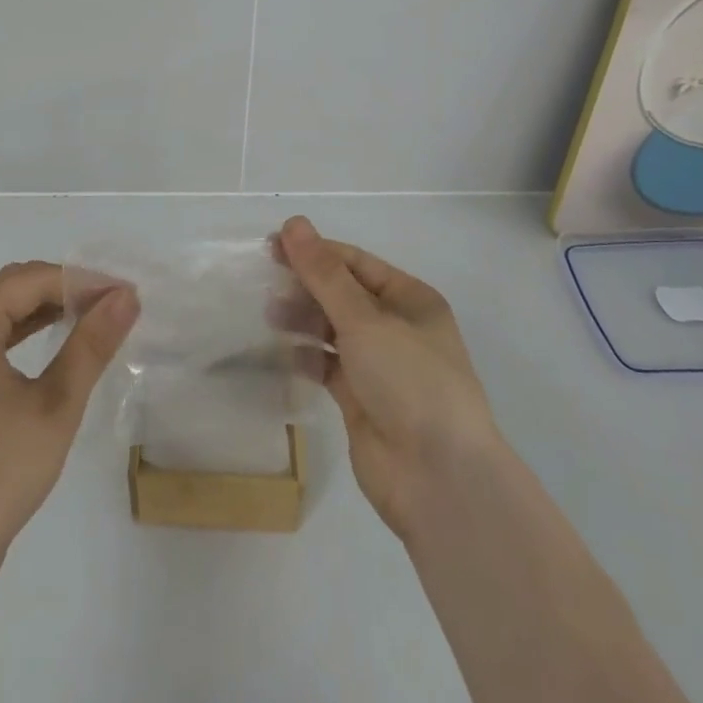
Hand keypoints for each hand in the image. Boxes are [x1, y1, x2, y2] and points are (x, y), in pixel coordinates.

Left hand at [0, 262, 137, 584]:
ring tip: (93, 315)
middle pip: (10, 288)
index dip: (78, 280)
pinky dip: (25, 332)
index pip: (27, 280)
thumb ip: (91, 345)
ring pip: (0, 311)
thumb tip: (127, 297)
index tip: (123, 293)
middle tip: (112, 302)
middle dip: (63, 289)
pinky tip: (56, 339)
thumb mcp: (55, 406)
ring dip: (46, 308)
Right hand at [275, 216, 498, 542]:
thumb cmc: (410, 381)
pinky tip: (282, 352)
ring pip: (332, 329)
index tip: (272, 247)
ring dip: (302, 318)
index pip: (354, 262)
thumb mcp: (365, 319)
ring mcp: (379, 365)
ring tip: (269, 315)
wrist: (438, 479)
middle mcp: (396, 327)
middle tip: (264, 281)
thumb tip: (294, 223)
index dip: (314, 251)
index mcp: (410, 299)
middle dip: (305, 285)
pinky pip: (327, 365)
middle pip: (342, 294)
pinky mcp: (361, 399)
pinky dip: (306, 355)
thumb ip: (324, 273)